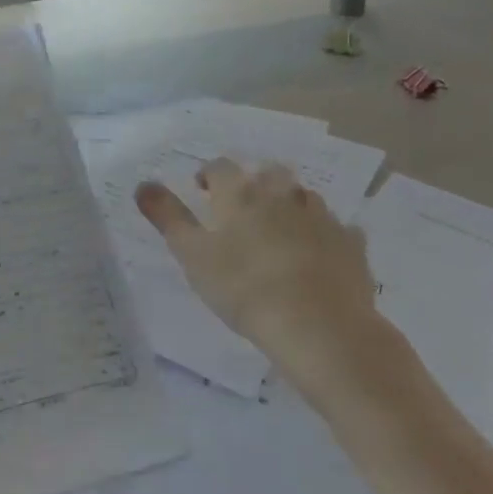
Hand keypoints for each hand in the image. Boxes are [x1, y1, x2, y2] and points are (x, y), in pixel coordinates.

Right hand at [135, 159, 383, 400]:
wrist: (319, 325)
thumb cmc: (244, 288)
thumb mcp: (192, 255)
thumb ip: (167, 217)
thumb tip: (142, 185)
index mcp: (241, 194)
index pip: (220, 168)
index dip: (208, 175)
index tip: (201, 190)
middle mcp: (282, 195)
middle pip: (268, 174)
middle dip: (255, 185)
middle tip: (243, 210)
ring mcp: (321, 217)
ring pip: (303, 198)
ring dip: (290, 206)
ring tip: (280, 232)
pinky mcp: (350, 244)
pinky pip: (336, 230)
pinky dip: (324, 235)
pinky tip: (319, 255)